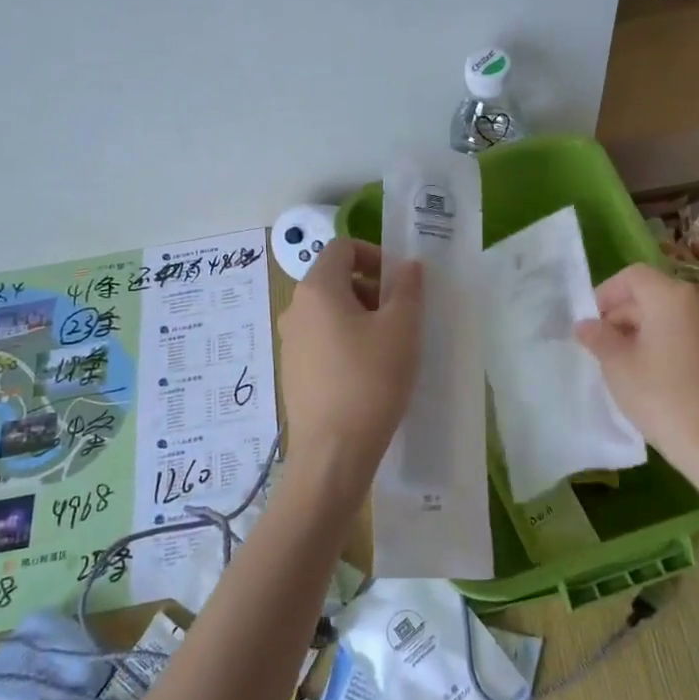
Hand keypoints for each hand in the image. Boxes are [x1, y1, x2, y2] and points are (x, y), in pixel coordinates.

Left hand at [278, 239, 423, 493]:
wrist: (334, 452)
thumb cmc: (371, 380)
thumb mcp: (402, 328)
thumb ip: (407, 288)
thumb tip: (408, 266)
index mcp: (317, 289)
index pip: (342, 247)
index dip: (374, 254)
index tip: (400, 283)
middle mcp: (295, 309)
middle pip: (334, 279)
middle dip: (371, 288)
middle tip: (401, 317)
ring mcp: (290, 343)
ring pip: (329, 312)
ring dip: (361, 316)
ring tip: (389, 348)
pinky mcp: (293, 372)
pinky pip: (321, 341)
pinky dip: (346, 342)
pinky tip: (368, 373)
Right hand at [575, 263, 698, 466]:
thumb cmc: (658, 394)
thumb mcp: (617, 364)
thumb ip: (598, 337)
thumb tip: (584, 324)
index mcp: (670, 296)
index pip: (632, 276)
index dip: (606, 293)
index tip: (590, 321)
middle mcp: (697, 302)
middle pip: (651, 293)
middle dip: (621, 313)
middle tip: (599, 343)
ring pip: (668, 314)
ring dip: (641, 328)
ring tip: (621, 359)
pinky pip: (684, 331)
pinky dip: (662, 340)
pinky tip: (648, 370)